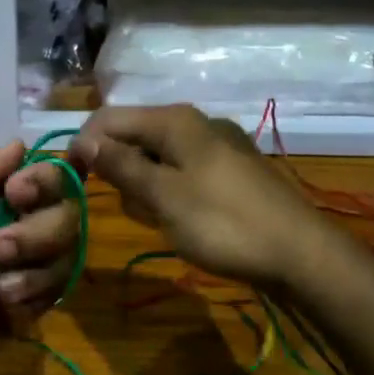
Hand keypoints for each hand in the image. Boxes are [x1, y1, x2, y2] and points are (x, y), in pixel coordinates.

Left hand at [0, 142, 82, 374]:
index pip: (39, 174)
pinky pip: (57, 289)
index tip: (18, 195)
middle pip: (63, 211)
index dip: (42, 181)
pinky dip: (34, 296)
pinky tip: (5, 311)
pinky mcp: (28, 306)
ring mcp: (20, 268)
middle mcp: (8, 225)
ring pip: (64, 251)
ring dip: (34, 268)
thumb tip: (20, 144)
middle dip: (38, 231)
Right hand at [70, 105, 323, 289]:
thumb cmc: (224, 224)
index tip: (71, 182)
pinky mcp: (231, 171)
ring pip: (158, 157)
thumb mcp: (164, 196)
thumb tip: (84, 139)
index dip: (84, 145)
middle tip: (127, 207)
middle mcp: (195, 123)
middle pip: (134, 135)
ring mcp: (217, 146)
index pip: (109, 118)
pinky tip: (180, 220)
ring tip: (157, 218)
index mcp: (175, 121)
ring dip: (144, 185)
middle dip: (119, 169)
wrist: (302, 255)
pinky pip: (182, 172)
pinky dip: (169, 191)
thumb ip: (121, 165)